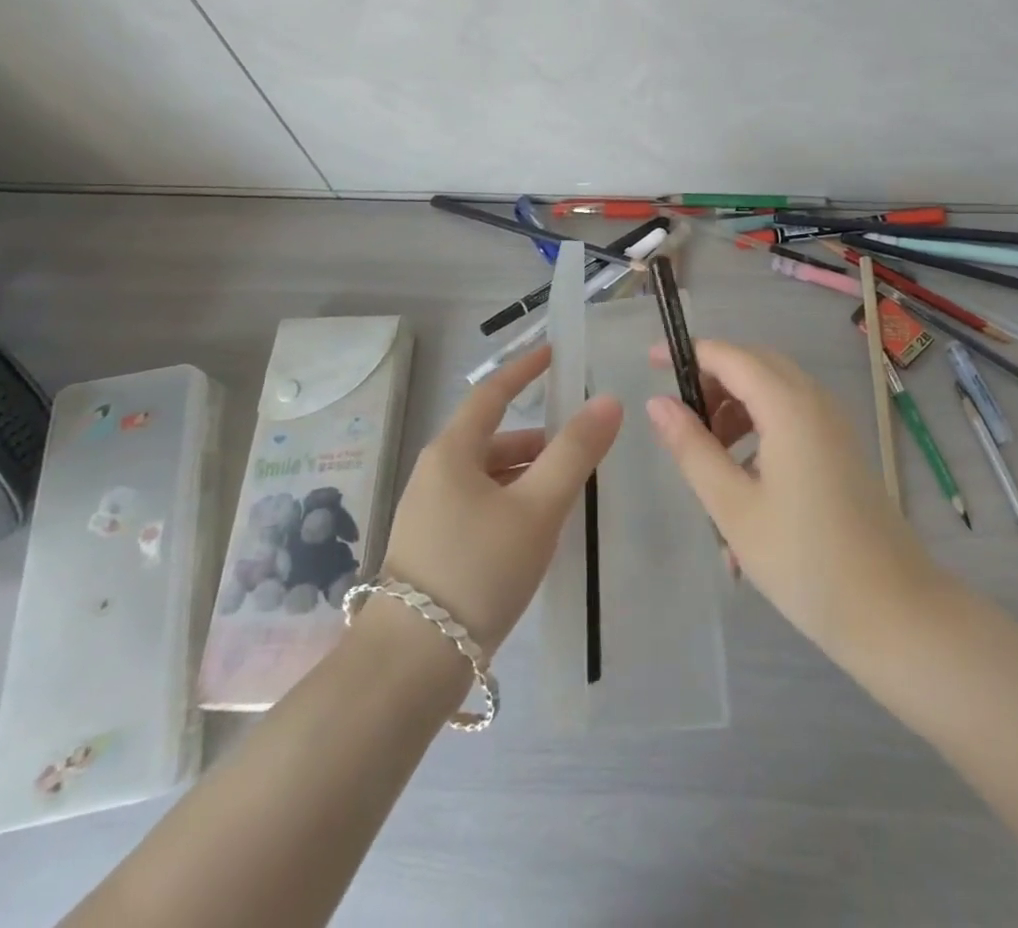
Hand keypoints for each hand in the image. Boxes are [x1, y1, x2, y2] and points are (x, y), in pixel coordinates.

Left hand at [380, 345, 619, 656]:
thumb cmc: (477, 570)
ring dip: (526, 477)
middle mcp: (435, 473)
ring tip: (567, 496)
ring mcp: (429, 513)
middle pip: (493, 439)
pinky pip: (480, 507)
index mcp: (452, 452)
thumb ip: (575, 453)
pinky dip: (511, 505)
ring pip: (488, 477)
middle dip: (538, 440)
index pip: (492, 393)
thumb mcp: (537, 508)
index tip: (554, 352)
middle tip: (582, 450)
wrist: (409, 666)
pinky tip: (534, 535)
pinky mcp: (432, 548)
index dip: (525, 369)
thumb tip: (608, 401)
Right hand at [646, 340, 938, 658]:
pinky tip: (744, 483)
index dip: (688, 353)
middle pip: (754, 366)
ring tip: (709, 459)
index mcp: (789, 406)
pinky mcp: (841, 449)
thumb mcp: (733, 506)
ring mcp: (833, 425)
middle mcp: (815, 402)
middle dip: (712, 383)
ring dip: (735, 410)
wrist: (894, 612)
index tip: (649, 365)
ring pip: (774, 393)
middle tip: (680, 419)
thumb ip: (692, 448)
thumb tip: (658, 403)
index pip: (730, 356)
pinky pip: (792, 418)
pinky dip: (760, 431)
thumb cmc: (804, 560)